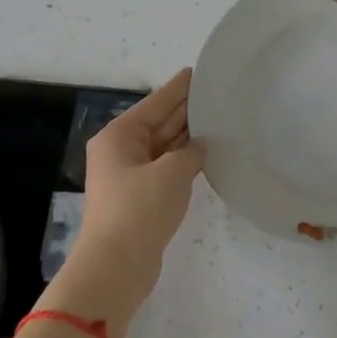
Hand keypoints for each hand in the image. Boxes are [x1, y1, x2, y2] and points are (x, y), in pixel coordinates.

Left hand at [51, 68, 205, 322]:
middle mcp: (122, 150)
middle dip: (186, 109)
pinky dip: (185, 160)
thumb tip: (199, 147)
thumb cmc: (140, 210)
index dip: (180, 87)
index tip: (200, 71)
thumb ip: (192, 152)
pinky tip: (207, 154)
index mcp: (120, 135)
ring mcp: (130, 175)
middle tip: (218, 94)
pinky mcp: (141, 197)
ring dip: (189, 135)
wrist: (116, 266)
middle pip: (159, 121)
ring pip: (165, 145)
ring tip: (220, 119)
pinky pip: (167, 167)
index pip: (157, 102)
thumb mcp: (172, 172)